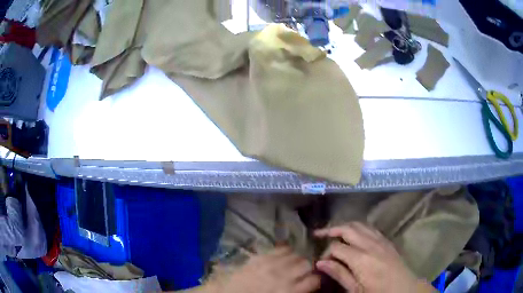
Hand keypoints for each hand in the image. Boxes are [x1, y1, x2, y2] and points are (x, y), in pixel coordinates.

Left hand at [208, 246, 320, 292]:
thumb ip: (296, 291)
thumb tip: (306, 285)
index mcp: (289, 291)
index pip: (314, 279)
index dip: (317, 279)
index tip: (314, 280)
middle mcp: (284, 275)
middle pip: (307, 264)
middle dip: (308, 267)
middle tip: (303, 271)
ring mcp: (271, 264)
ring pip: (295, 254)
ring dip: (297, 258)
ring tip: (293, 263)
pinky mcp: (261, 256)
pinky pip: (280, 248)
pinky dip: (286, 250)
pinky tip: (284, 255)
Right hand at [314, 223, 435, 292]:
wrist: (404, 288)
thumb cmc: (378, 292)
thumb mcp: (356, 290)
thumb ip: (339, 274)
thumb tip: (321, 263)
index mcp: (361, 259)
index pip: (337, 247)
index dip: (326, 252)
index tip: (321, 261)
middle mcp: (370, 244)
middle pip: (348, 229)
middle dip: (331, 229)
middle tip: (319, 234)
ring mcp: (380, 240)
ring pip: (359, 225)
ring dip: (345, 226)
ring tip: (334, 231)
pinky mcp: (386, 241)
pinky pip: (370, 228)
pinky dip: (359, 227)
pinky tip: (354, 234)